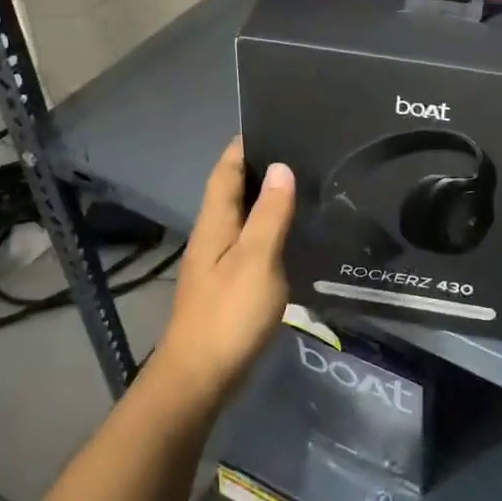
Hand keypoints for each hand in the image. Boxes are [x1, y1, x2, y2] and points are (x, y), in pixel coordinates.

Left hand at [153, 138, 295, 404]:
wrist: (199, 377)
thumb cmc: (228, 314)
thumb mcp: (256, 260)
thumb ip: (269, 214)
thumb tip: (280, 167)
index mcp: (214, 223)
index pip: (225, 171)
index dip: (243, 146)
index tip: (271, 123)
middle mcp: (212, 236)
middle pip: (232, 191)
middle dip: (258, 168)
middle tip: (300, 151)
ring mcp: (217, 263)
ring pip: (241, 218)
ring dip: (264, 199)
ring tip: (302, 185)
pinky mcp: (228, 286)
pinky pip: (249, 242)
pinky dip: (268, 229)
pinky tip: (291, 234)